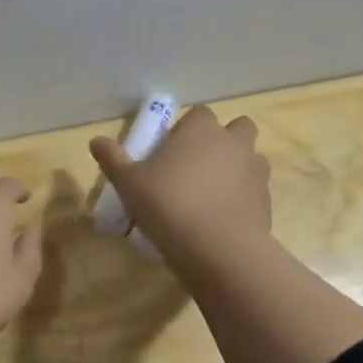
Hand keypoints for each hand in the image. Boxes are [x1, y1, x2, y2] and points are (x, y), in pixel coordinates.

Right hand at [90, 105, 271, 266]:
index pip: (198, 114)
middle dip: (222, 141)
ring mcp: (256, 171)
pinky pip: (255, 190)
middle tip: (197, 166)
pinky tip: (223, 218)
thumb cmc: (169, 204)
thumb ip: (113, 159)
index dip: (186, 129)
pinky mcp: (267, 200)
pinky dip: (243, 197)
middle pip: (237, 128)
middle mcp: (234, 142)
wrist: (218, 248)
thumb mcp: (129, 183)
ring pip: (251, 158)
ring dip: (236, 168)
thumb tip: (95, 141)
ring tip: (212, 193)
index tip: (170, 151)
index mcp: (202, 129)